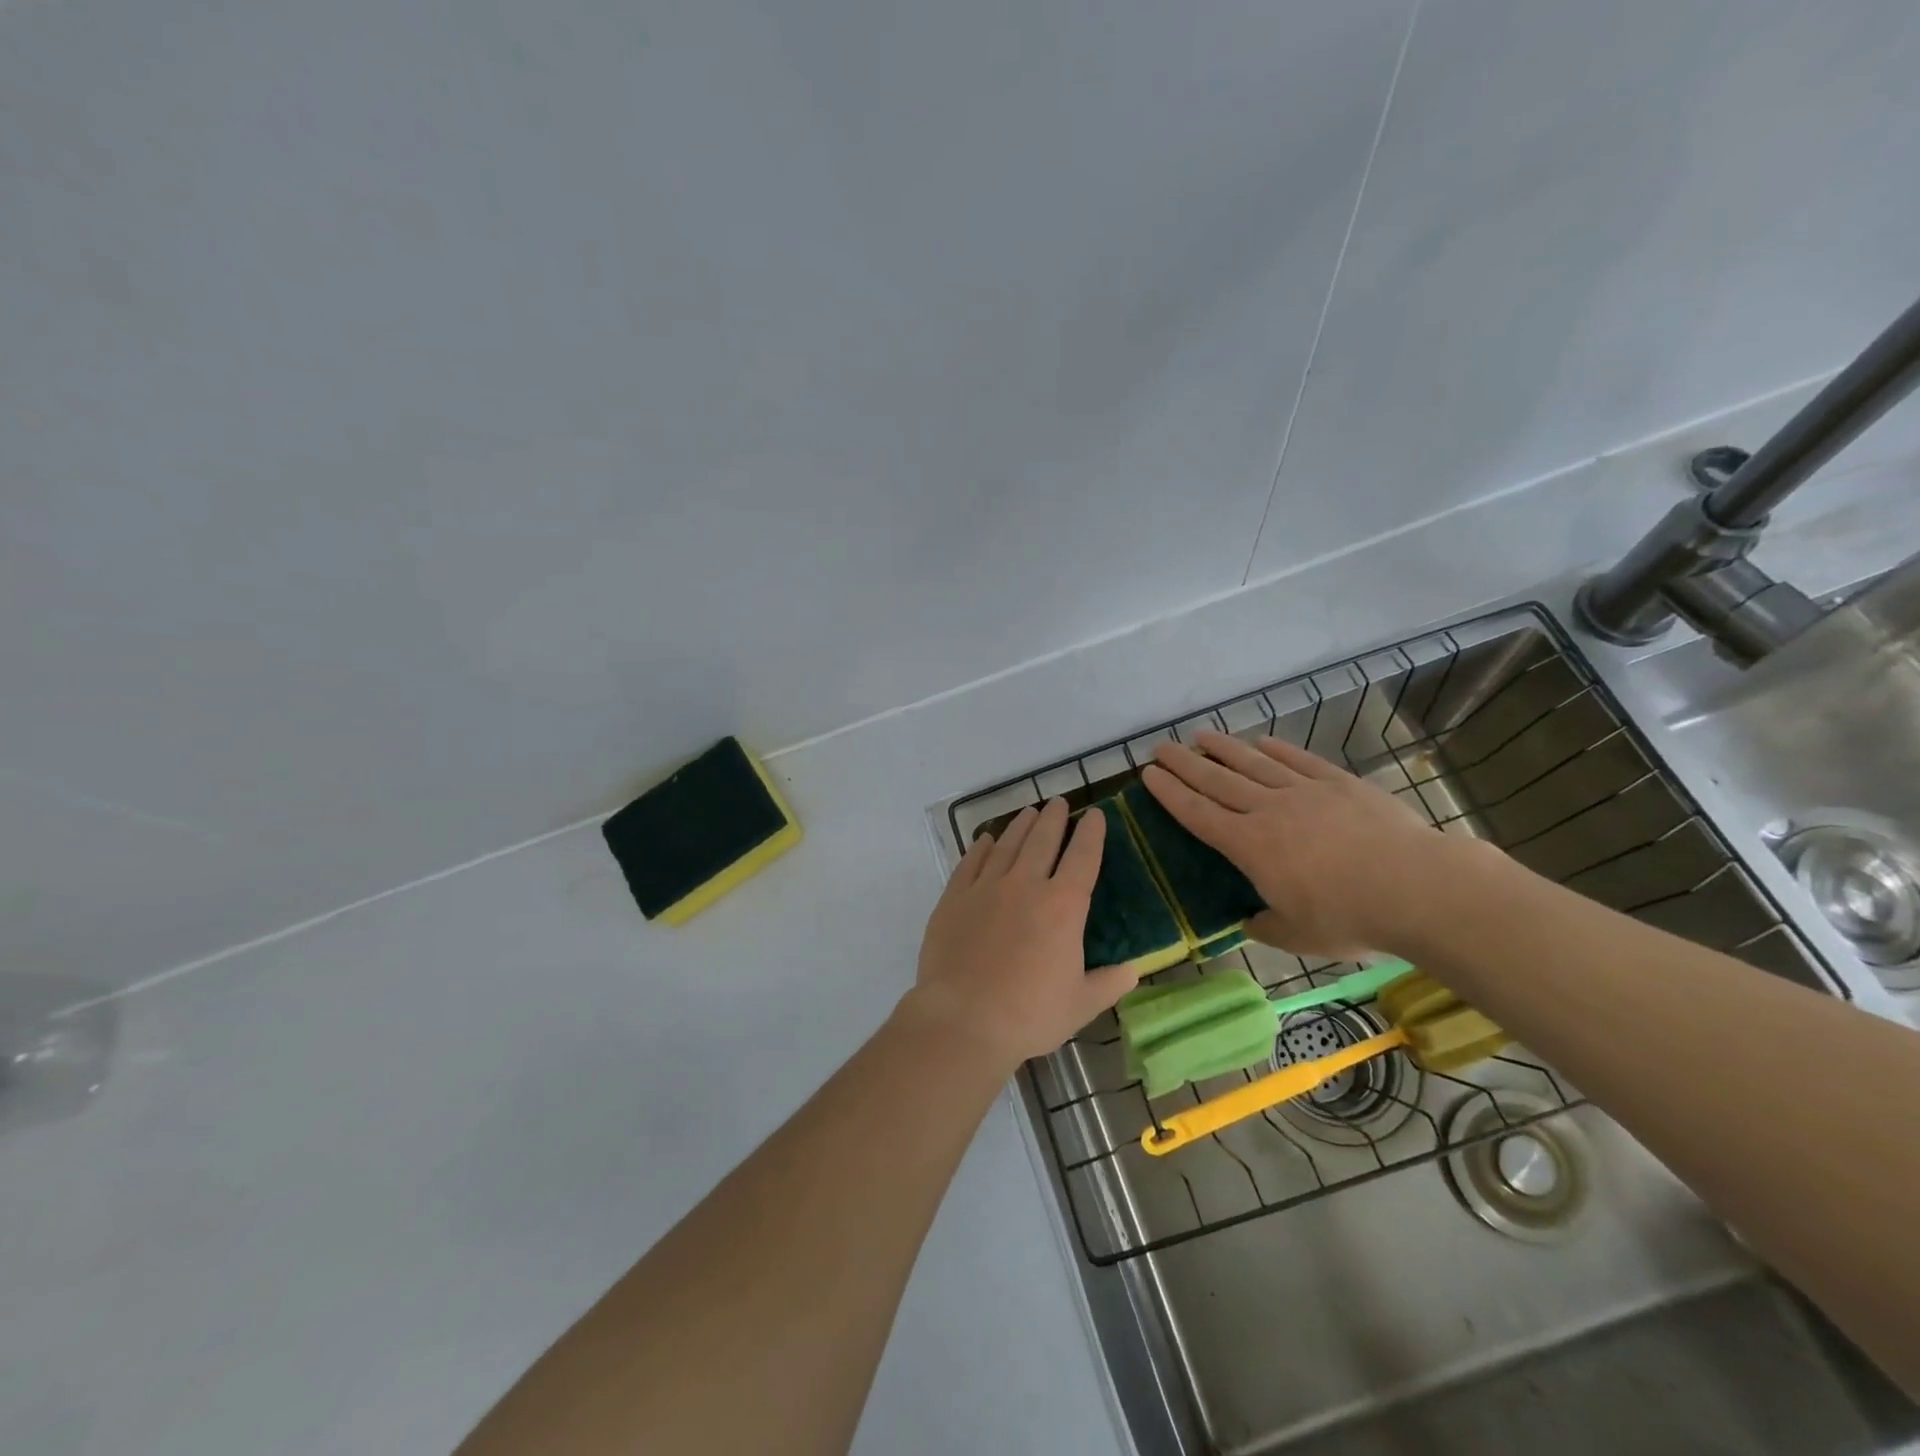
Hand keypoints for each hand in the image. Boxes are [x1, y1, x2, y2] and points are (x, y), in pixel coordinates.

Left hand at [906, 800, 1139, 1071]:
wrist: (964, 1020)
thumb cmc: (1029, 1015)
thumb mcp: (1081, 1004)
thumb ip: (1109, 984)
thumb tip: (1133, 970)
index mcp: (1063, 906)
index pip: (1083, 857)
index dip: (1091, 833)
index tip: (1095, 815)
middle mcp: (1026, 885)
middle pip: (1043, 840)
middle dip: (1054, 818)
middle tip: (1059, 803)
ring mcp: (986, 887)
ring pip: (1007, 844)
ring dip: (1021, 825)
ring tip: (1029, 813)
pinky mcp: (955, 897)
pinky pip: (971, 862)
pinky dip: (982, 847)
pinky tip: (987, 840)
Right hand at [1143, 731, 1466, 958]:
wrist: (1418, 888)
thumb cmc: (1351, 918)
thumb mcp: (1298, 936)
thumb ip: (1265, 925)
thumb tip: (1248, 921)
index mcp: (1250, 847)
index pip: (1198, 814)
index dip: (1170, 794)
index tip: (1148, 774)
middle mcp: (1269, 811)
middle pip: (1217, 781)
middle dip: (1184, 763)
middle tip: (1161, 747)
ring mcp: (1305, 792)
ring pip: (1253, 764)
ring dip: (1224, 748)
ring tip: (1201, 735)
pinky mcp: (1339, 784)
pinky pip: (1299, 760)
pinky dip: (1277, 749)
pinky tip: (1261, 741)